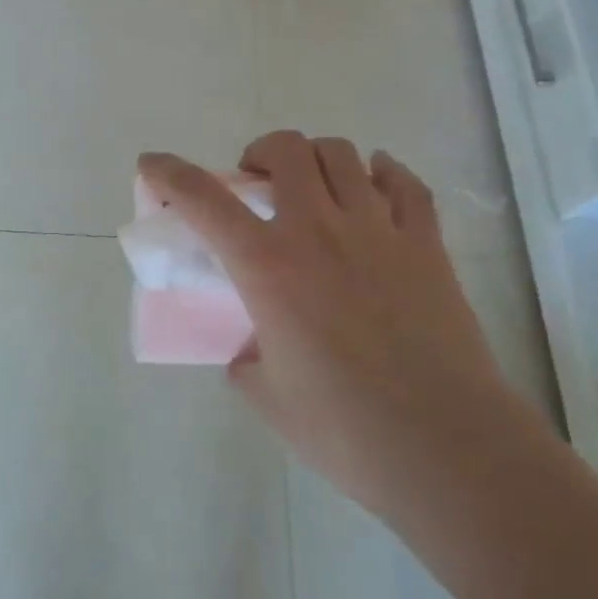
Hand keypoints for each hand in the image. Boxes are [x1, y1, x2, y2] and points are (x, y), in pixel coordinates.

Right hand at [138, 132, 509, 523]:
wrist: (446, 449)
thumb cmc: (345, 430)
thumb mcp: (266, 396)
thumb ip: (246, 358)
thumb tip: (254, 346)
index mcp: (268, 266)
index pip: (203, 199)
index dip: (169, 173)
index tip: (152, 164)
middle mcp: (319, 231)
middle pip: (285, 149)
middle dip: (260, 153)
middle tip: (257, 185)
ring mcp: (378, 231)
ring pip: (342, 155)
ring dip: (315, 159)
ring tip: (314, 187)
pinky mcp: (425, 245)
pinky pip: (405, 184)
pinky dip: (383, 173)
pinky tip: (375, 185)